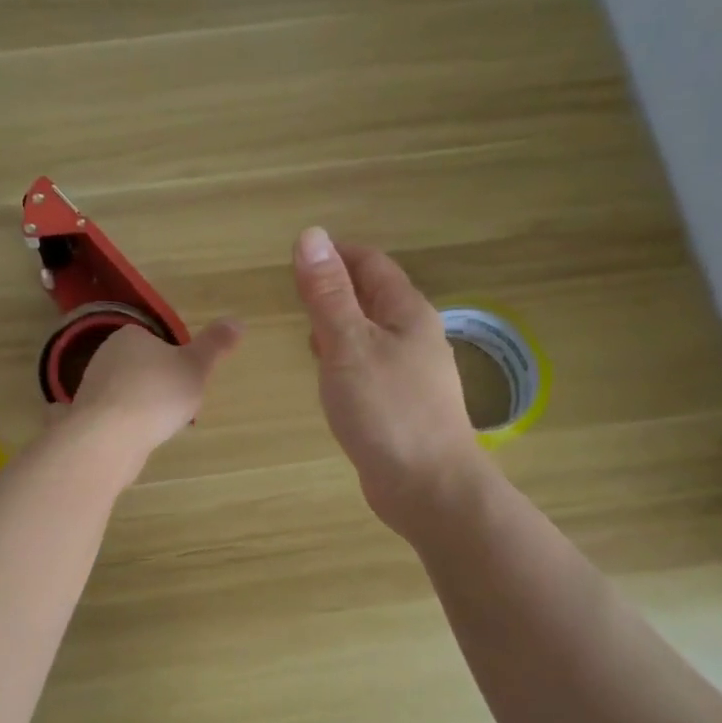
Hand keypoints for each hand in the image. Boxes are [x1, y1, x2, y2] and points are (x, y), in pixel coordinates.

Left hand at [68, 319, 243, 456]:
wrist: (109, 437)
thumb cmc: (156, 394)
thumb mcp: (196, 367)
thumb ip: (215, 345)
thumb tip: (237, 321)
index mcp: (129, 335)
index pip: (157, 342)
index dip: (176, 362)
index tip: (188, 382)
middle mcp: (105, 355)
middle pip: (143, 369)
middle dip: (160, 387)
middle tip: (177, 407)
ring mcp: (92, 387)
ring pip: (128, 394)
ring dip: (143, 408)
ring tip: (159, 427)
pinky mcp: (86, 417)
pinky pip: (114, 416)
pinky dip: (127, 425)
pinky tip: (137, 438)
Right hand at [292, 227, 486, 535]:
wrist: (428, 487)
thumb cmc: (387, 410)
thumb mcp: (348, 344)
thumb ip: (328, 293)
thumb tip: (311, 235)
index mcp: (406, 312)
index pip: (370, 263)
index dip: (334, 254)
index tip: (295, 260)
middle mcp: (414, 335)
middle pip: (372, 296)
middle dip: (334, 288)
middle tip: (293, 294)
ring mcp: (411, 372)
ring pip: (370, 333)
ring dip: (338, 324)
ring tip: (304, 330)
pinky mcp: (401, 404)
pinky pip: (369, 365)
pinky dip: (345, 358)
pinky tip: (328, 375)